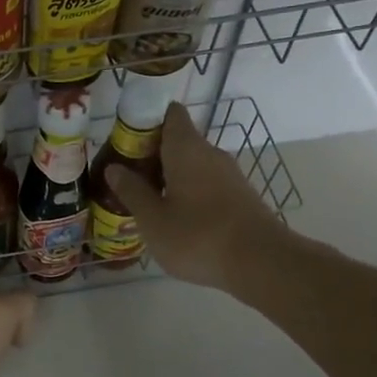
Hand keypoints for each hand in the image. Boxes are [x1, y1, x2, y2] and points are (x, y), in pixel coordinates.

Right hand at [105, 103, 287, 289]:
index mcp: (186, 147)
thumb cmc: (198, 236)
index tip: (126, 142)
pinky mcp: (241, 196)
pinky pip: (207, 184)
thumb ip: (132, 191)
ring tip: (148, 202)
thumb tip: (114, 168)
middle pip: (178, 140)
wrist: (262, 263)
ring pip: (193, 164)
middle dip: (153, 155)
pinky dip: (189, 193)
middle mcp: (210, 152)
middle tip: (128, 178)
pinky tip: (177, 220)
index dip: (146, 121)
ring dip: (170, 176)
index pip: (169, 113)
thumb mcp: (153, 219)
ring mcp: (229, 174)